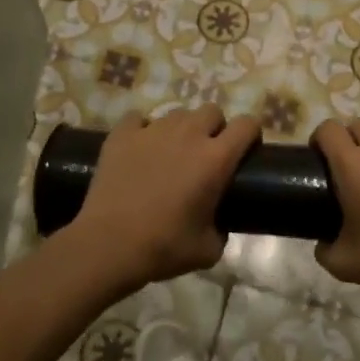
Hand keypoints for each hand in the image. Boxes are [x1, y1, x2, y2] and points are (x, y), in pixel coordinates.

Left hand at [62, 107, 259, 291]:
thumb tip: (218, 225)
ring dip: (181, 129)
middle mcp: (188, 134)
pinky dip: (142, 130)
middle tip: (206, 154)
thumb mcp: (208, 250)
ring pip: (177, 114)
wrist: (108, 246)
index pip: (247, 125)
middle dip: (215, 128)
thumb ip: (222, 230)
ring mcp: (152, 130)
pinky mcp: (122, 135)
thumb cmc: (164, 247)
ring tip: (170, 153)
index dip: (251, 135)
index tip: (246, 151)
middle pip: (212, 111)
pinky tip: (139, 150)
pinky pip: (138, 119)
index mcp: (216, 159)